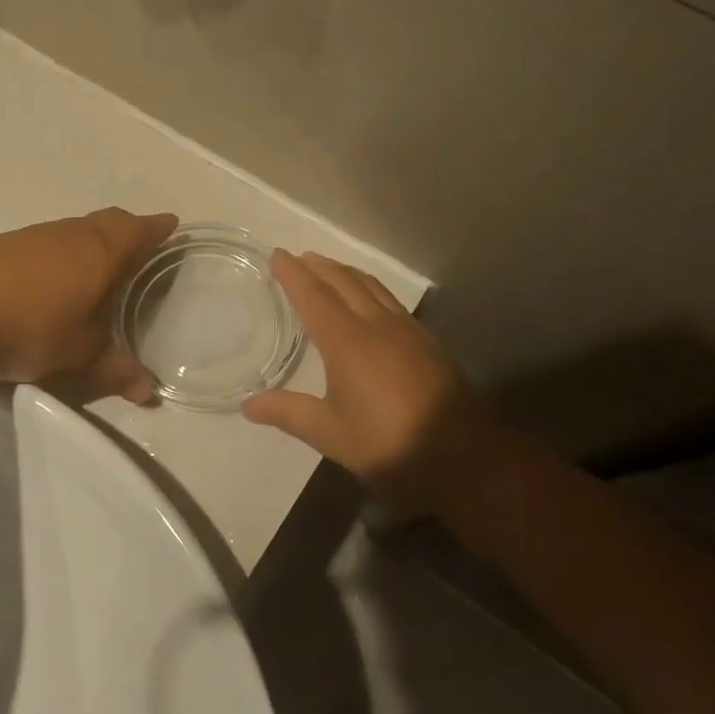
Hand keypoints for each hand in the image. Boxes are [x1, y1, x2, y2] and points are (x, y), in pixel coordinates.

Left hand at [0, 208, 177, 400]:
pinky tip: (49, 279)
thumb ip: (117, 370)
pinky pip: (46, 241)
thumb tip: (147, 392)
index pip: (140, 230)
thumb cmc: (33, 329)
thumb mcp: (81, 357)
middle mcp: (71, 234)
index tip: (171, 226)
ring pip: (75, 229)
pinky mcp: (2, 245)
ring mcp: (34, 236)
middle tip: (139, 246)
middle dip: (129, 229)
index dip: (158, 228)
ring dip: (92, 240)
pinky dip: (60, 252)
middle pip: (109, 220)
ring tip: (96, 266)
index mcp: (101, 252)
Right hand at [242, 251, 488, 514]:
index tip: (278, 255)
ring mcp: (408, 332)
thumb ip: (290, 413)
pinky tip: (371, 303)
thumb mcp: (332, 435)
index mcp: (349, 342)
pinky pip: (391, 302)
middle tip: (299, 257)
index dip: (294, 275)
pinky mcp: (428, 344)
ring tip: (330, 269)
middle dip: (320, 267)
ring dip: (347, 273)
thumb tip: (248, 405)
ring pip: (372, 288)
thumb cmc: (390, 446)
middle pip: (345, 283)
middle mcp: (378, 326)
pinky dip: (370, 289)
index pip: (314, 297)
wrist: (465, 458)